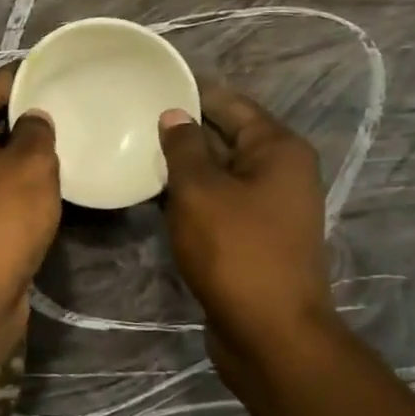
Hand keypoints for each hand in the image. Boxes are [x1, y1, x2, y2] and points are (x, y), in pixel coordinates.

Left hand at [0, 66, 60, 320]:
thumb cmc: (0, 218)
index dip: (21, 77)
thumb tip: (32, 119)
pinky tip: (39, 183)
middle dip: (19, 112)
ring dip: (15, 149)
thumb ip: (36, 131)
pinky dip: (9, 179)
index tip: (52, 72)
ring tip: (57, 142)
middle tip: (61, 107)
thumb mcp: (31, 165)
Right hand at [159, 84, 336, 360]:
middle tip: (134, 118)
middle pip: (227, 136)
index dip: (192, 91)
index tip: (151, 83)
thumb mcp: (200, 191)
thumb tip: (174, 115)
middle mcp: (280, 171)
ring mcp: (269, 206)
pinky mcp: (253, 235)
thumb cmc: (235, 250)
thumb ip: (184, 147)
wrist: (270, 332)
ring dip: (184, 165)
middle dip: (184, 128)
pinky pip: (219, 201)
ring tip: (136, 151)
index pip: (230, 103)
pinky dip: (191, 195)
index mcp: (277, 149)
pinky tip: (154, 194)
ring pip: (220, 171)